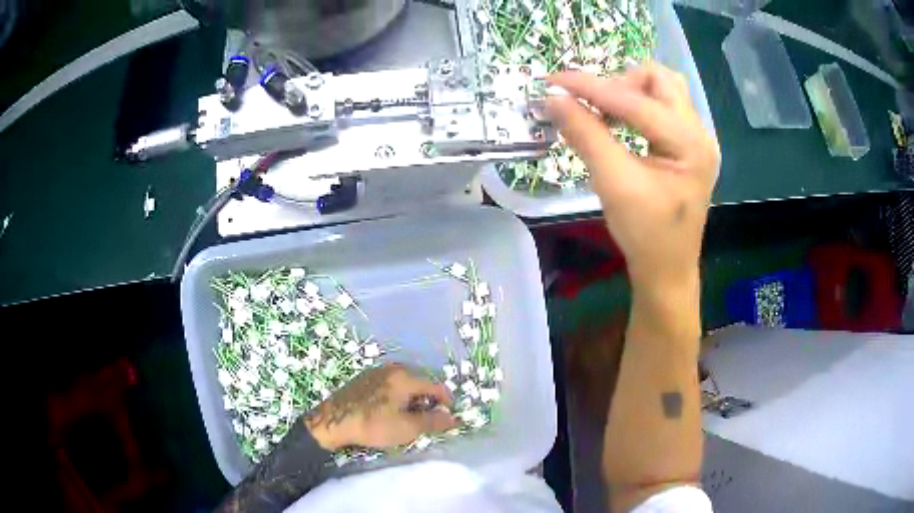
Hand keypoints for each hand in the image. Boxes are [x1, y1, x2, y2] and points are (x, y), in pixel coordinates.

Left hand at [304, 363, 456, 450]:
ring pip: (405, 383)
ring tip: (409, 417)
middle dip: (429, 400)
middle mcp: (392, 368)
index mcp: (405, 377)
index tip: (448, 417)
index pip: (436, 386)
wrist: (332, 422)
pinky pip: (390, 384)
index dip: (446, 402)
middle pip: (421, 382)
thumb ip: (433, 421)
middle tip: (427, 420)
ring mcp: (377, 372)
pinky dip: (398, 395)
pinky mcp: (364, 378)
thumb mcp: (407, 428)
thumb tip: (453, 418)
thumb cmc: (372, 425)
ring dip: (413, 398)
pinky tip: (391, 410)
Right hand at [545, 64, 719, 292]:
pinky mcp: (686, 148)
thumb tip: (553, 100)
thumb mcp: (614, 184)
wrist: (667, 271)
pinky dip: (635, 108)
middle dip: (620, 83)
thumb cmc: (646, 235)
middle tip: (592, 104)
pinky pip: (661, 110)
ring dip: (629, 92)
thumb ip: (586, 135)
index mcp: (689, 144)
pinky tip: (618, 126)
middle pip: (660, 80)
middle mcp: (699, 133)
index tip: (553, 81)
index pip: (636, 101)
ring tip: (604, 114)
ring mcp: (695, 140)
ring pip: (662, 90)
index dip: (591, 87)